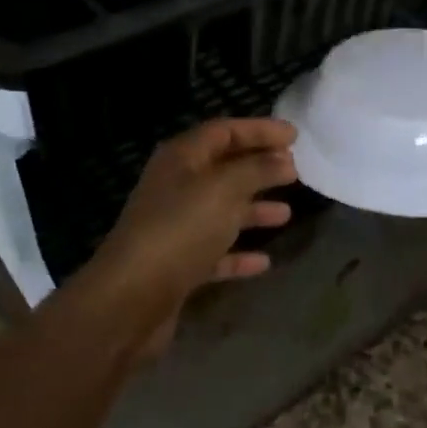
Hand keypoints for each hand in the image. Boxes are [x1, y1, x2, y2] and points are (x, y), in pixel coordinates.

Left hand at [83, 118, 297, 355]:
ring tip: (287, 213)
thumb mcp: (223, 190)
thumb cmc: (180, 230)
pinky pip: (216, 252)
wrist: (131, 297)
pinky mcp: (179, 265)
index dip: (259, 130)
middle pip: (223, 169)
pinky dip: (239, 254)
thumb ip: (256, 170)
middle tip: (295, 171)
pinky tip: (264, 261)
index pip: (223, 131)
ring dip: (253, 210)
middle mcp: (176, 188)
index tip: (294, 136)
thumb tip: (284, 159)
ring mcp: (176, 228)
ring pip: (221, 211)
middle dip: (258, 168)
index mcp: (181, 159)